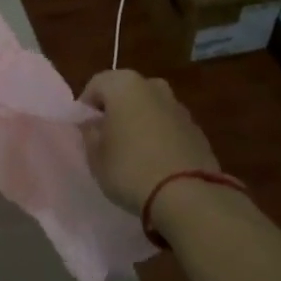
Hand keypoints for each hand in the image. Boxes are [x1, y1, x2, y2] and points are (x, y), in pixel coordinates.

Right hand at [78, 69, 219, 214]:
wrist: (188, 195)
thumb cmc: (130, 169)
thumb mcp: (96, 156)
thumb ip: (90, 134)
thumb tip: (93, 124)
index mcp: (125, 85)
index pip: (96, 85)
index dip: (85, 108)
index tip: (83, 131)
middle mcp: (154, 87)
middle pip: (125, 94)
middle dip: (114, 112)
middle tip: (106, 139)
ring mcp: (179, 107)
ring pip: (149, 109)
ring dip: (139, 123)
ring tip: (132, 153)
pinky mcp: (197, 130)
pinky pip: (168, 127)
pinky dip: (159, 137)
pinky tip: (155, 162)